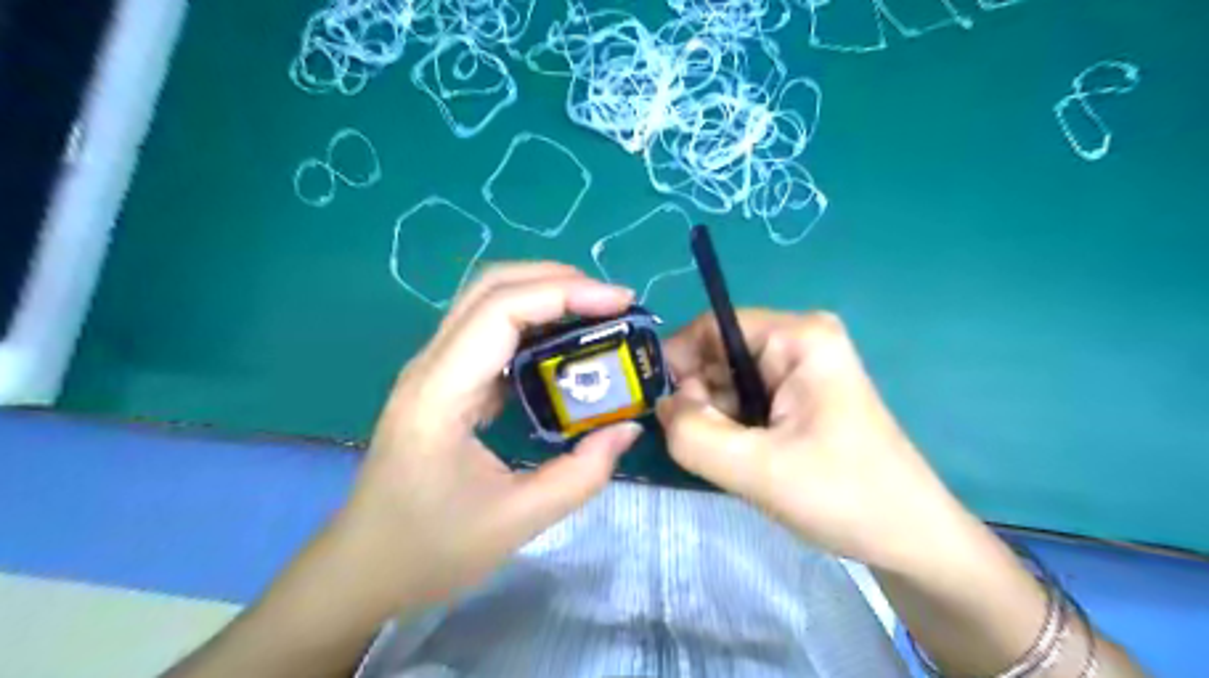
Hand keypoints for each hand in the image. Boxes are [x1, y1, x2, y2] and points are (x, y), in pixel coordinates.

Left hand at [322, 266, 640, 613]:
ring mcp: (432, 370)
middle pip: (490, 287)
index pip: (501, 311)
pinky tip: (564, 346)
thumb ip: (582, 474)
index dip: (564, 294)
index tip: (620, 302)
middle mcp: (430, 366)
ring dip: (544, 295)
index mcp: (440, 394)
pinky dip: (532, 323)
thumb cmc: (429, 550)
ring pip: (487, 302)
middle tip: (612, 302)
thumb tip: (629, 428)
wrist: (361, 568)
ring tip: (597, 314)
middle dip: (557, 281)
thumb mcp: (516, 521)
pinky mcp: (443, 382)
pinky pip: (488, 332)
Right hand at [658, 311, 969, 568]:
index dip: (678, 362)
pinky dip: (730, 429)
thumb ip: (694, 434)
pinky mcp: (799, 396)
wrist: (910, 541)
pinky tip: (745, 459)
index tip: (661, 410)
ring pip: (726, 381)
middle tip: (703, 446)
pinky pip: (743, 401)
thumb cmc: (844, 496)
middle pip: (717, 354)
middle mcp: (798, 340)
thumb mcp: (757, 468)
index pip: (710, 327)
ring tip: (732, 460)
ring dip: (715, 419)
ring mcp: (800, 369)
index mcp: (798, 336)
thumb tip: (663, 405)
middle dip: (699, 398)